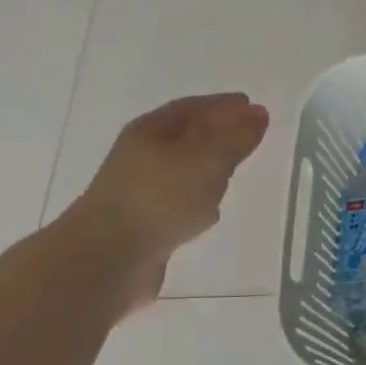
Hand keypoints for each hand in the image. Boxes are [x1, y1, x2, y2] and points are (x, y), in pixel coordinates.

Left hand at [63, 93, 269, 307]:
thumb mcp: (207, 161)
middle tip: (249, 135)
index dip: (223, 105)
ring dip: (208, 167)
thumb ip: (235, 138)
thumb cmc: (160, 198)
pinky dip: (199, 199)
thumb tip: (258, 114)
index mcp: (151, 131)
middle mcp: (141, 156)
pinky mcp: (144, 225)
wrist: (107, 259)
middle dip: (217, 133)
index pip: (192, 108)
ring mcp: (140, 192)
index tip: (252, 106)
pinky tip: (213, 210)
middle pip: (185, 137)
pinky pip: (178, 202)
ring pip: (182, 171)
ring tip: (236, 169)